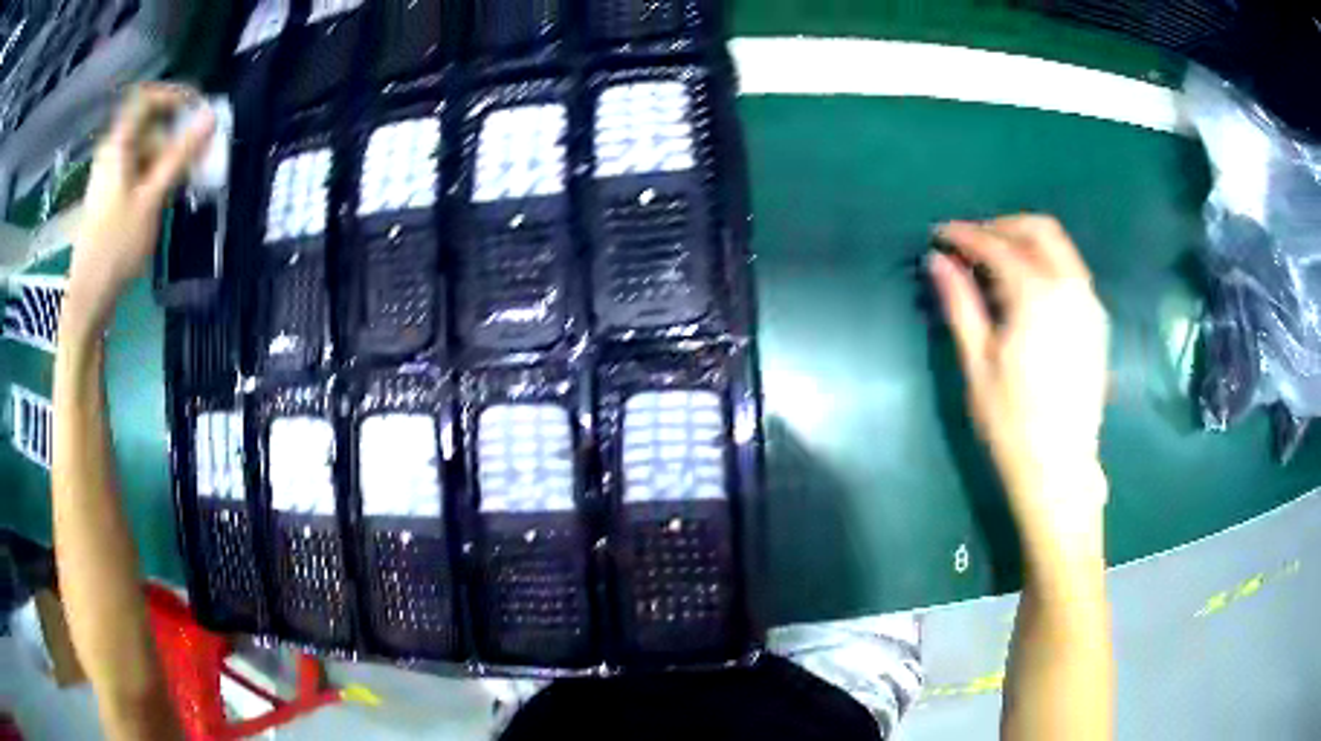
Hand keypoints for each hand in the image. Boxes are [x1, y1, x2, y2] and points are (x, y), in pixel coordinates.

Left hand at [64, 83, 214, 340]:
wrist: (88, 296)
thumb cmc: (116, 246)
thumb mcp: (151, 199)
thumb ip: (179, 155)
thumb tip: (210, 117)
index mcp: (117, 145)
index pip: (146, 98)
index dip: (173, 95)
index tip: (197, 109)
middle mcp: (111, 151)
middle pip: (147, 124)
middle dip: (174, 131)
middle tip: (197, 150)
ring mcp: (109, 174)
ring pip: (143, 148)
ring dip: (167, 155)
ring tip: (185, 177)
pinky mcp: (110, 195)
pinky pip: (136, 169)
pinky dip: (154, 172)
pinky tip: (165, 193)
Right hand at [930, 215, 1109, 554]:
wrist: (1060, 470)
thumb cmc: (1011, 424)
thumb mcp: (977, 365)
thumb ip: (960, 304)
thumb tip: (937, 261)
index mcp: (1038, 297)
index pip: (997, 246)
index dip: (965, 235)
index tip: (939, 234)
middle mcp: (1071, 288)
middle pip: (1037, 229)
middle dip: (1000, 226)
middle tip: (970, 243)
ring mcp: (1089, 303)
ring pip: (1059, 246)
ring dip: (1025, 240)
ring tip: (995, 260)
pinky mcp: (1097, 320)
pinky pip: (1071, 269)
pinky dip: (1045, 261)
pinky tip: (1026, 285)